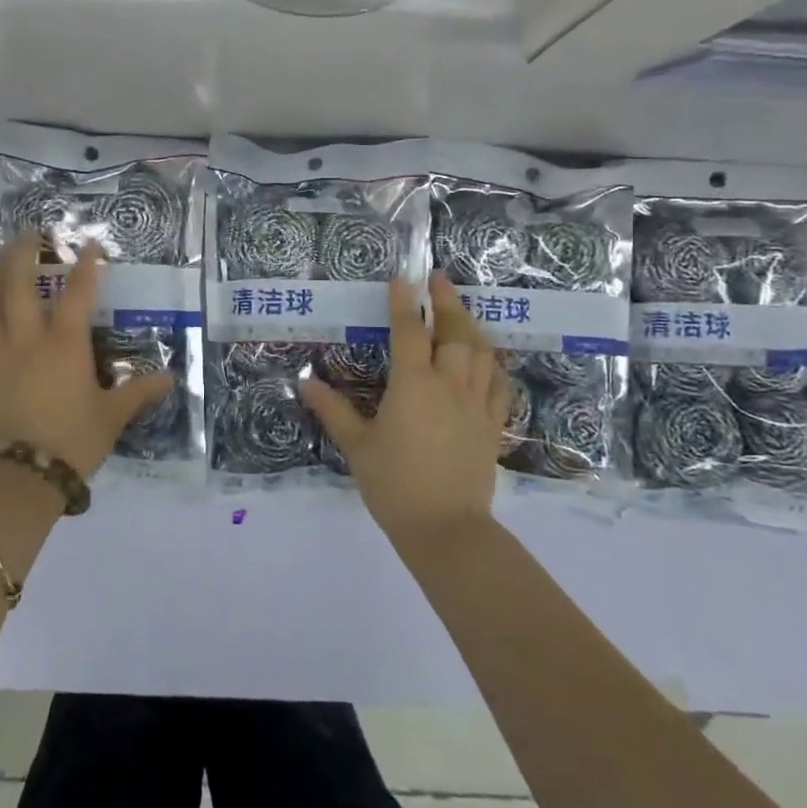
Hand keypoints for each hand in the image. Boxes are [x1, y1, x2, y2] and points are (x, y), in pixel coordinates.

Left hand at [0, 231, 175, 479]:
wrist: (18, 477)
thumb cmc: (72, 441)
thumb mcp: (112, 417)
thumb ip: (138, 393)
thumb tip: (170, 378)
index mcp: (65, 345)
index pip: (77, 294)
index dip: (85, 267)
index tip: (89, 244)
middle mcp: (27, 340)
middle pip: (19, 286)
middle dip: (23, 254)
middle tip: (27, 233)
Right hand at [302, 273, 509, 539]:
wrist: (446, 528)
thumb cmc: (394, 485)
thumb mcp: (357, 446)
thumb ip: (334, 410)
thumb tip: (306, 384)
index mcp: (414, 385)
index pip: (409, 331)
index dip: (404, 303)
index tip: (402, 279)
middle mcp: (450, 384)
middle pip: (454, 332)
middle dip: (446, 301)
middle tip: (438, 279)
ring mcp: (477, 404)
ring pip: (482, 352)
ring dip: (471, 325)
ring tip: (461, 311)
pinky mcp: (493, 424)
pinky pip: (500, 384)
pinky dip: (494, 363)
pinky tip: (489, 359)